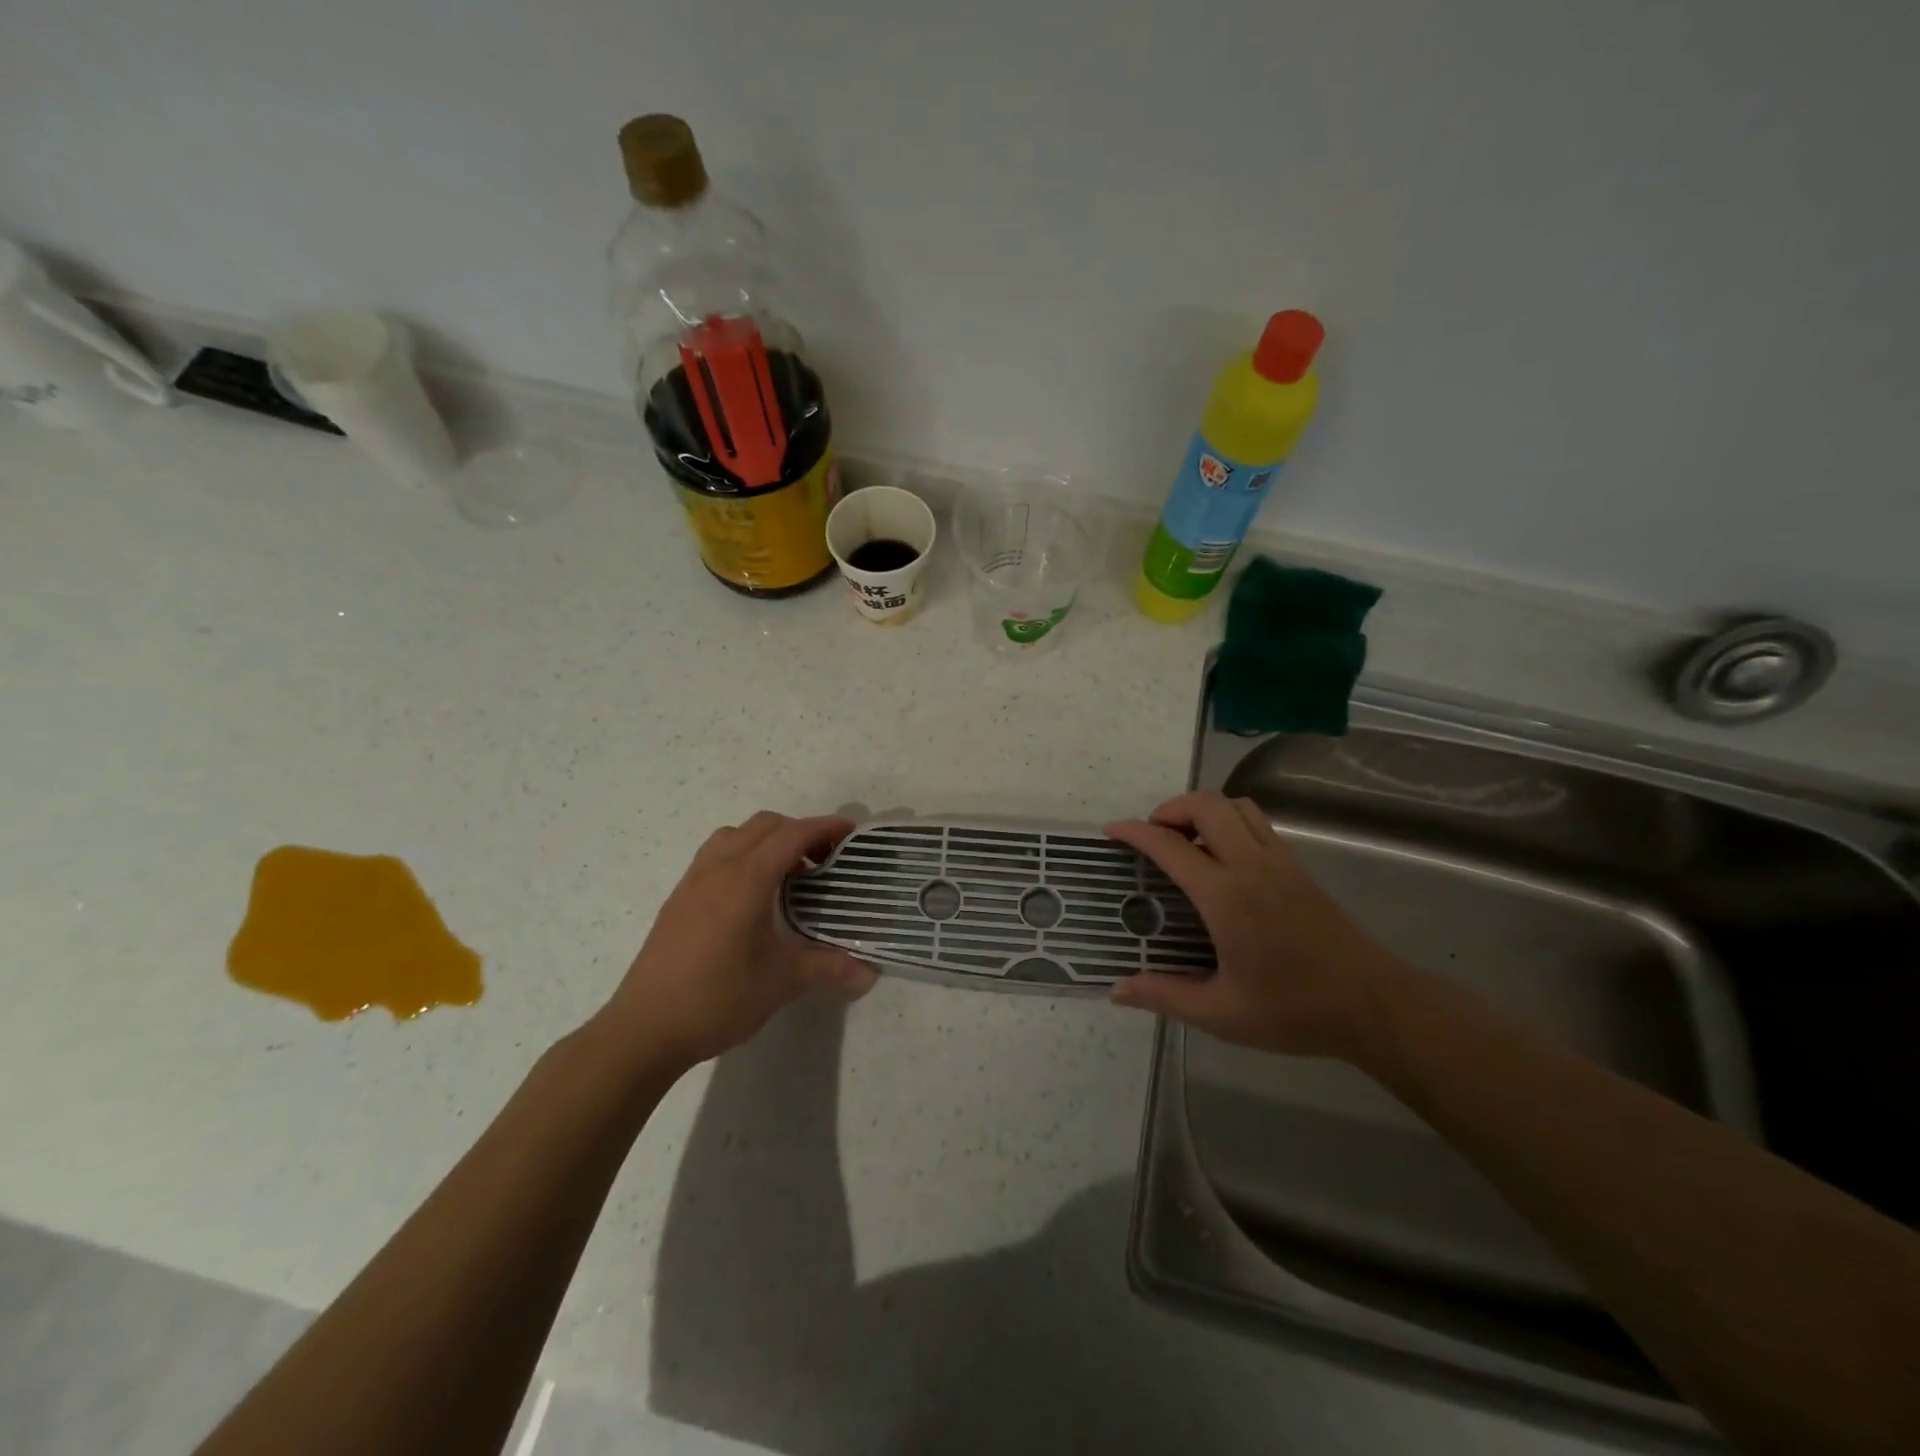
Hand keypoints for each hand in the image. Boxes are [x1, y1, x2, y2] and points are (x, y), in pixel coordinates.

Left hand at [600, 812, 877, 1069]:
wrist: (644, 1029)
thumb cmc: (718, 997)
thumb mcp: (782, 982)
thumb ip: (829, 968)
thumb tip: (871, 973)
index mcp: (747, 878)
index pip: (793, 835)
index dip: (825, 827)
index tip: (853, 833)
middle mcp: (718, 868)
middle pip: (764, 826)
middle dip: (799, 832)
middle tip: (826, 859)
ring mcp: (693, 881)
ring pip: (735, 836)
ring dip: (767, 840)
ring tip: (789, 874)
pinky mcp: (678, 900)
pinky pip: (716, 855)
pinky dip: (743, 856)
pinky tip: (753, 897)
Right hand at [1106, 791, 1412, 1060]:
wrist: (1373, 1004)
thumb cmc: (1294, 1010)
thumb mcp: (1221, 1014)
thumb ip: (1165, 995)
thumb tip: (1117, 989)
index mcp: (1226, 897)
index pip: (1171, 846)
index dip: (1135, 832)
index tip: (1111, 832)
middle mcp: (1251, 865)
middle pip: (1206, 805)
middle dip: (1170, 809)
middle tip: (1153, 839)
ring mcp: (1279, 861)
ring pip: (1236, 806)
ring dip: (1203, 811)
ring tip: (1186, 843)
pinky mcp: (1297, 867)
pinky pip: (1256, 822)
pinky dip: (1228, 822)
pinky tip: (1222, 860)